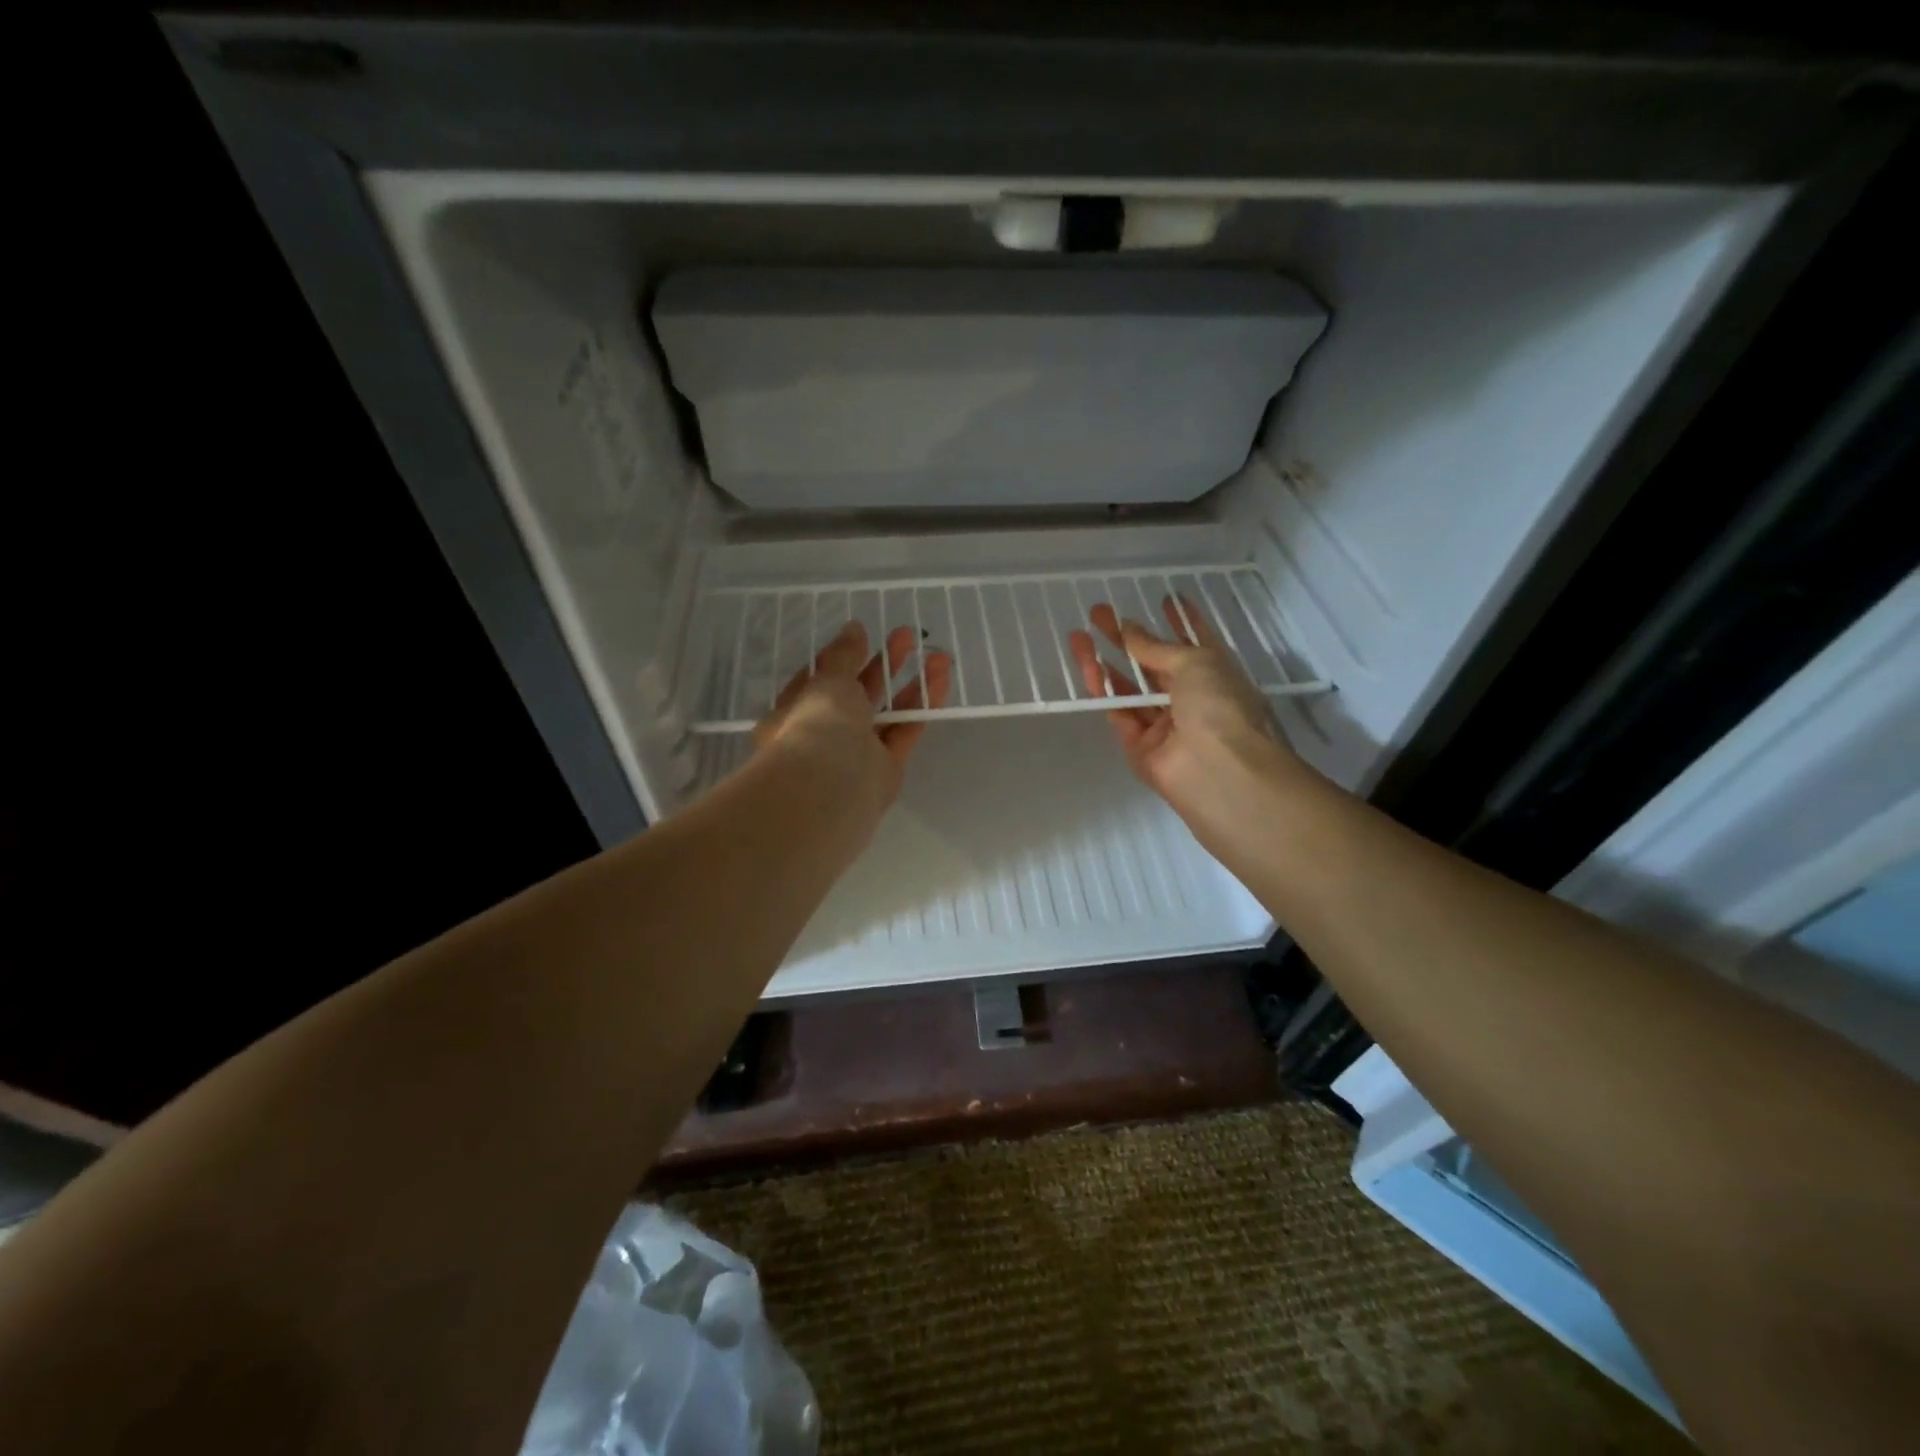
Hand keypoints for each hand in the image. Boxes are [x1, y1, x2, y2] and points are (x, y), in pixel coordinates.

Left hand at [755, 620, 952, 808]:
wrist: (831, 790)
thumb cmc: (816, 727)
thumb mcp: (828, 681)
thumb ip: (844, 655)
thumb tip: (854, 628)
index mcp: (793, 714)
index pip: (817, 681)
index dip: (841, 658)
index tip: (864, 637)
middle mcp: (823, 735)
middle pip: (856, 696)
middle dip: (882, 665)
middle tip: (907, 637)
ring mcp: (856, 755)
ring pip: (886, 714)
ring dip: (910, 685)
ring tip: (938, 656)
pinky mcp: (885, 771)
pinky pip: (904, 733)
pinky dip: (921, 708)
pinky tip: (939, 681)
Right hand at [1068, 599, 1302, 831]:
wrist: (1218, 771)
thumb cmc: (1220, 706)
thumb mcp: (1194, 663)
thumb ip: (1155, 647)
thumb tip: (1128, 628)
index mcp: (1215, 675)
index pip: (1195, 642)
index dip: (1181, 621)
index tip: (1164, 600)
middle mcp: (1190, 699)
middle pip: (1153, 665)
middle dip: (1127, 639)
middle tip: (1098, 614)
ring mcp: (1164, 725)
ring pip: (1129, 689)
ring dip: (1105, 662)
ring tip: (1079, 635)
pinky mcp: (1139, 747)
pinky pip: (1118, 713)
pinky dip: (1102, 690)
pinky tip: (1087, 665)